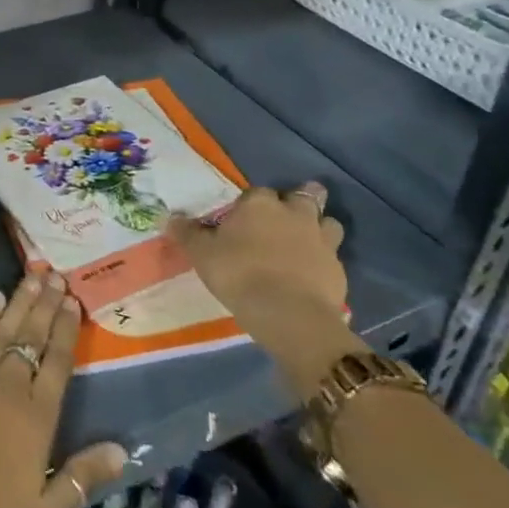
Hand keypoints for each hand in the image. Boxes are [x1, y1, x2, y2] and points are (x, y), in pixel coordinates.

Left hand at [0, 274, 126, 507]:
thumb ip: (84, 476)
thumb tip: (123, 449)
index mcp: (37, 415)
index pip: (57, 360)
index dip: (66, 328)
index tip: (72, 301)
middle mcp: (9, 385)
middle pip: (32, 335)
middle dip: (46, 304)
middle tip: (57, 276)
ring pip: (3, 328)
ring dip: (19, 301)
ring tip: (33, 277)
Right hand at [167, 182, 365, 398]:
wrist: (289, 314)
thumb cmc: (239, 274)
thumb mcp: (202, 254)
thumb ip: (187, 233)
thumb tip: (171, 217)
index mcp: (260, 204)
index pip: (256, 192)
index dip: (250, 205)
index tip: (241, 221)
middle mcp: (294, 213)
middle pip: (305, 195)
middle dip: (299, 199)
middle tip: (285, 216)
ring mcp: (321, 240)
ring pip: (328, 222)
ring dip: (319, 227)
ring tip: (306, 240)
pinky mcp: (338, 268)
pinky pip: (333, 255)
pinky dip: (324, 260)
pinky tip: (312, 273)